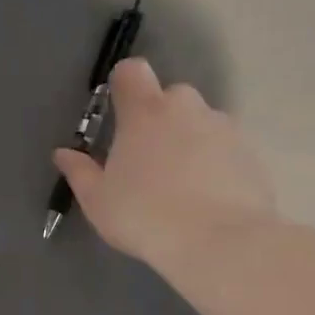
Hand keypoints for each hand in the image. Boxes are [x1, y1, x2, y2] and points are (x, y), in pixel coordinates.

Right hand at [54, 59, 275, 268]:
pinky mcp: (250, 153)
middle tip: (147, 160)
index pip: (131, 71)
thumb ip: (79, 171)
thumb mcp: (98, 200)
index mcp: (144, 112)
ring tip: (181, 185)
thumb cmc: (144, 215)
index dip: (123, 86)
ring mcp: (224, 128)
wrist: (218, 242)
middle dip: (158, 119)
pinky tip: (207, 199)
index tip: (118, 114)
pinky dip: (214, 163)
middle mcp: (187, 108)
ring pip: (200, 123)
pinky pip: (224, 148)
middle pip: (169, 97)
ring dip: (188, 141)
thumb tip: (63, 153)